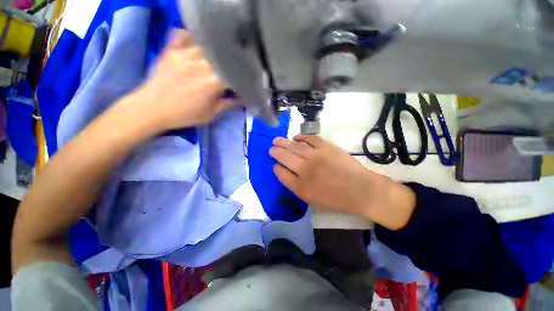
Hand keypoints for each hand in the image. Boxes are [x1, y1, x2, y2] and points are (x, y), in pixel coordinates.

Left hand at [131, 29, 234, 129]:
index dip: (240, 78)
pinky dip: (192, 36)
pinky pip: (183, 34)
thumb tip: (242, 100)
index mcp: (212, 82)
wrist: (151, 108)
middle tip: (230, 71)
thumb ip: (227, 104)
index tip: (242, 82)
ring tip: (217, 58)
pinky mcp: (171, 50)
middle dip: (229, 64)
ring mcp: (184, 54)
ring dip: (214, 52)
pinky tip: (197, 43)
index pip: (234, 74)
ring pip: (207, 45)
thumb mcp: (210, 114)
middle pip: (222, 58)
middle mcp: (201, 64)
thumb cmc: (184, 114)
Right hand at [269, 135, 416, 229]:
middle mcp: (304, 170)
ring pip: (293, 146)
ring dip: (283, 142)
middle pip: (284, 157)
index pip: (281, 174)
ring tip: (276, 140)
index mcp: (300, 187)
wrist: (360, 190)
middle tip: (271, 148)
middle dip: (275, 152)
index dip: (276, 168)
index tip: (275, 165)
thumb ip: (296, 187)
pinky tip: (296, 137)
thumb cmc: (336, 199)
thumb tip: (285, 172)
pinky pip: (308, 138)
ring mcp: (315, 156)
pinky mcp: (325, 147)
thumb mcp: (312, 201)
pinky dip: (300, 137)